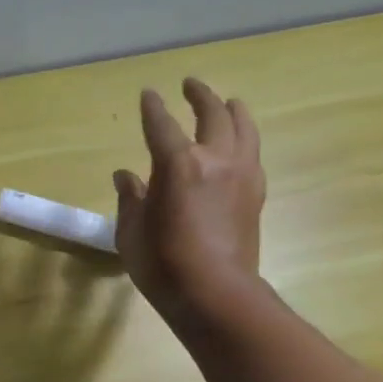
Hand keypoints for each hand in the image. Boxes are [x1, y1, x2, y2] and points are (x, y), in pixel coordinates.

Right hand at [113, 79, 265, 325]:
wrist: (216, 295)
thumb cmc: (164, 265)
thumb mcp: (131, 233)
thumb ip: (130, 199)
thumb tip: (126, 176)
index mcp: (178, 164)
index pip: (161, 125)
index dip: (152, 108)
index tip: (148, 94)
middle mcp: (215, 159)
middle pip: (212, 113)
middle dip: (200, 95)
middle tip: (190, 85)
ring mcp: (241, 175)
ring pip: (244, 128)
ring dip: (234, 110)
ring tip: (229, 102)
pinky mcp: (256, 195)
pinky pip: (253, 155)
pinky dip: (245, 141)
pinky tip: (241, 147)